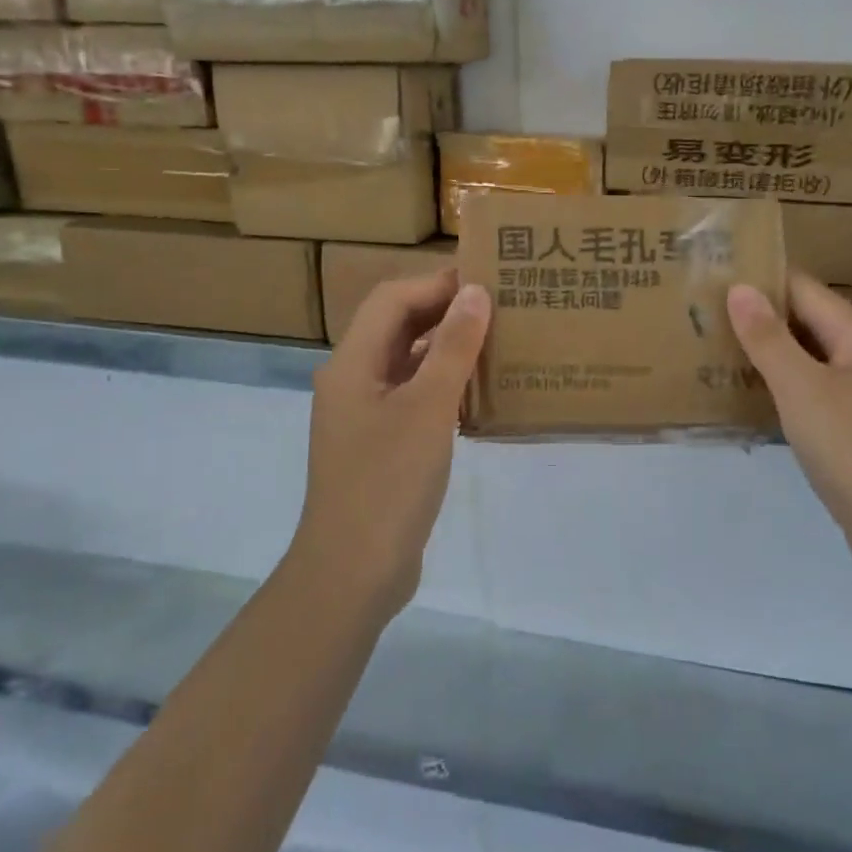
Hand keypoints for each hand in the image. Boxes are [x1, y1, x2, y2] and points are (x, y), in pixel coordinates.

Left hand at [289, 269, 488, 620]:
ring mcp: (364, 415)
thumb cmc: (388, 483)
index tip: (488, 280)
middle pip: (396, 327)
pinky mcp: (380, 444)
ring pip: (406, 363)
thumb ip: (453, 348)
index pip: (392, 299)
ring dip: (446, 348)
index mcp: (351, 363)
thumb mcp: (428, 409)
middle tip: (501, 307)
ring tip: (498, 341)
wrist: (354, 570)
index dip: (436, 283)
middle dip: (444, 312)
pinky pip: (412, 397)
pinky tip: (479, 392)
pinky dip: (442, 385)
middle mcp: (352, 380)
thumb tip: (476, 292)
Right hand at [728, 274, 851, 582]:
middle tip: (703, 317)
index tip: (712, 280)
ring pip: (808, 362)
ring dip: (767, 356)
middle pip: (807, 324)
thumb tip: (740, 288)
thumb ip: (769, 338)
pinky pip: (813, 397)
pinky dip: (782, 391)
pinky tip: (750, 401)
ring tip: (715, 353)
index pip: (803, 290)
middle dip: (759, 319)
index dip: (761, 281)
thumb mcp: (802, 389)